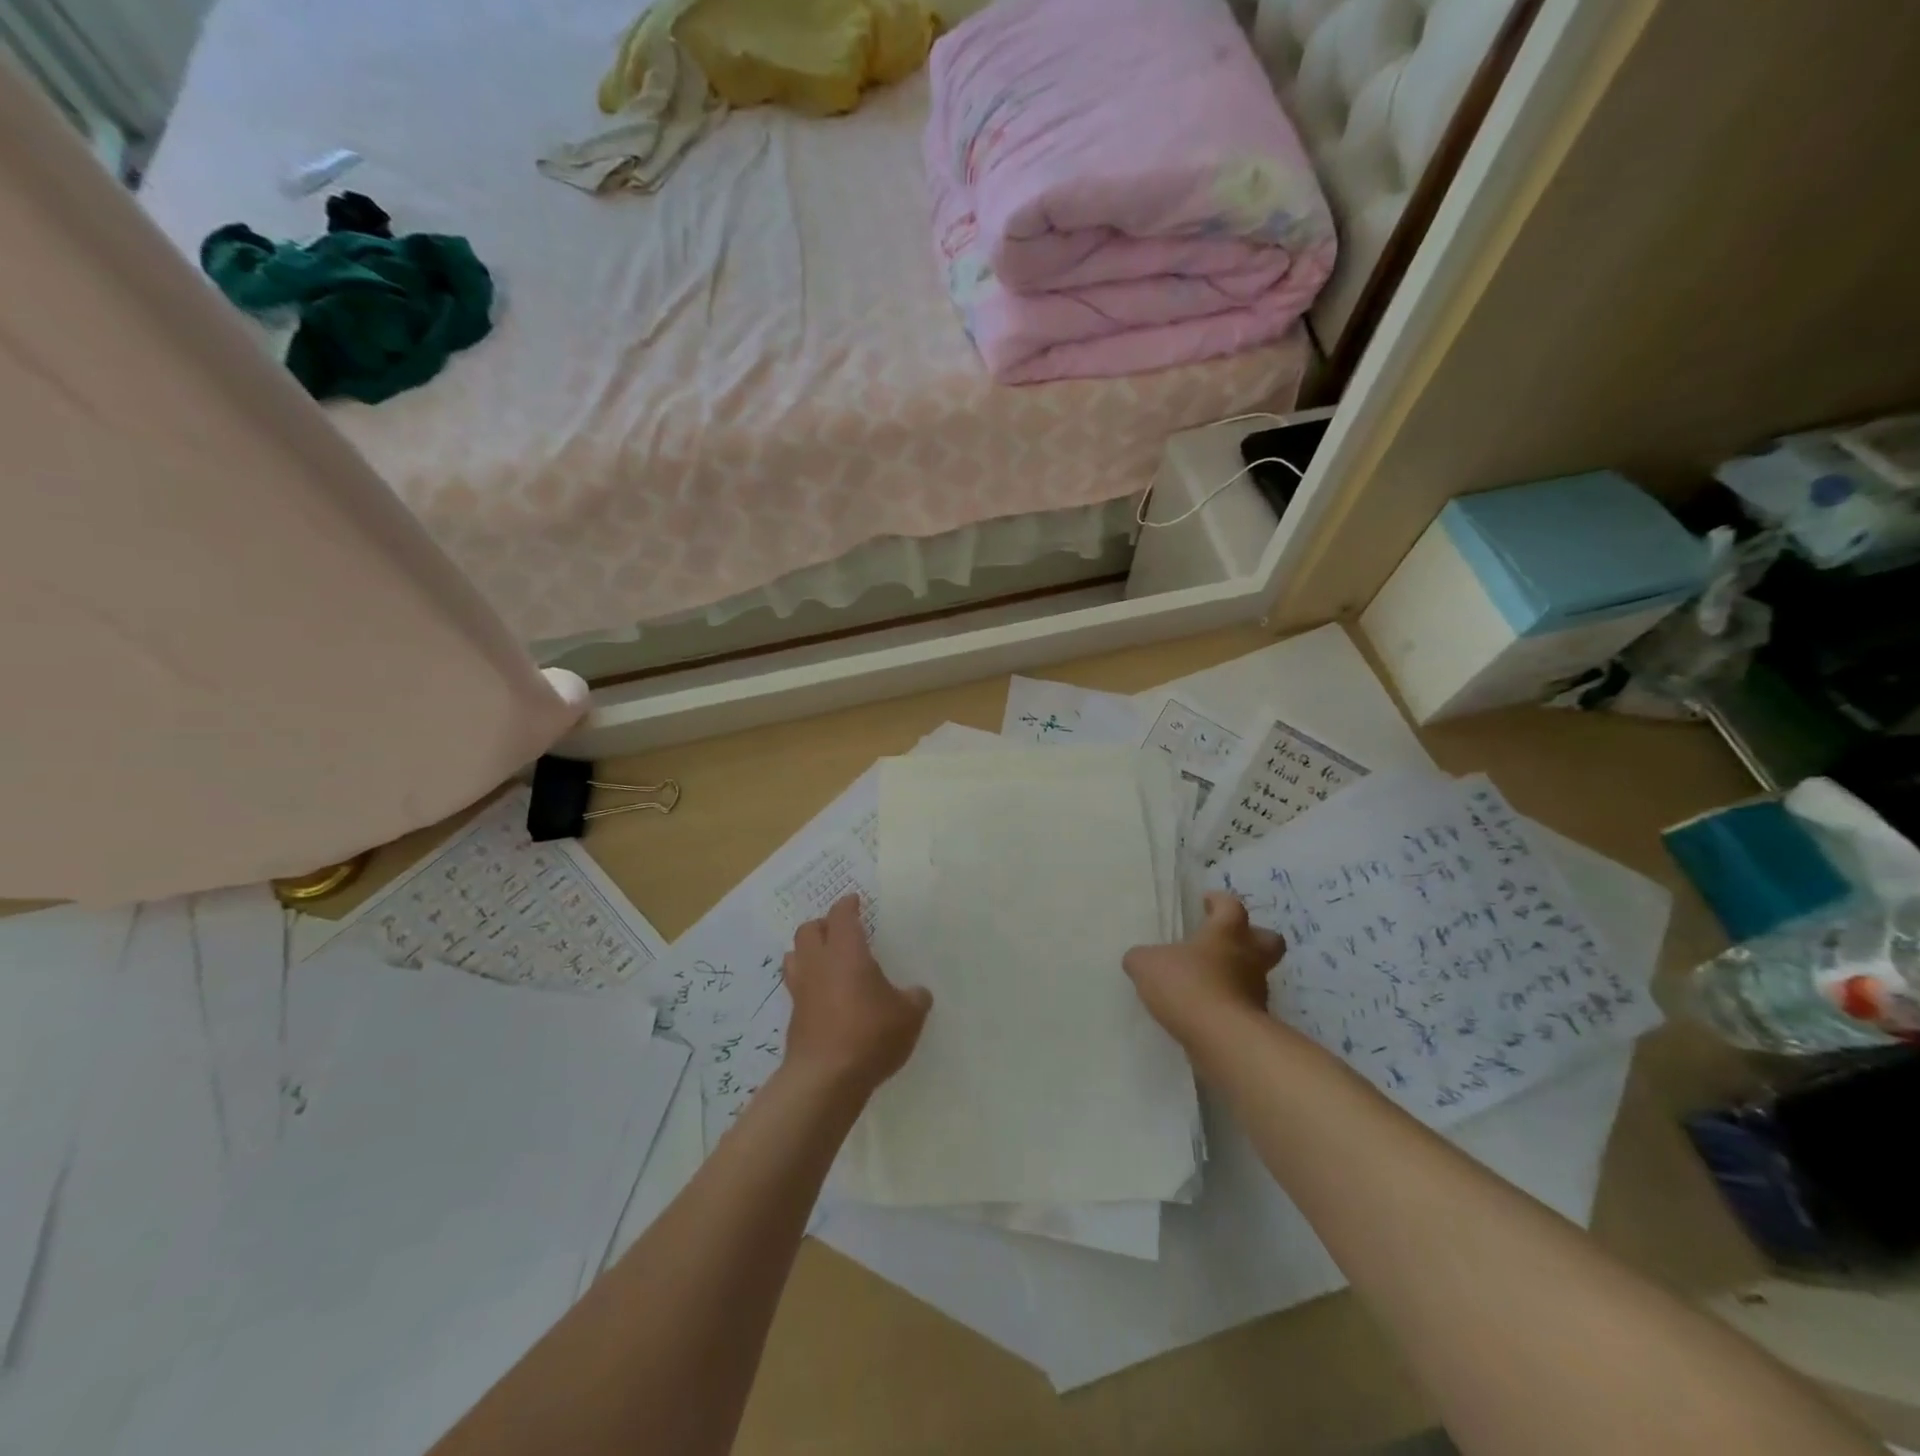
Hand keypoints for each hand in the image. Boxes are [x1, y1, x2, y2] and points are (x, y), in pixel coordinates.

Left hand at [782, 894, 931, 1095]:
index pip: (841, 915)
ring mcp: (800, 991)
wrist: (825, 1079)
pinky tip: (825, 998)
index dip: (847, 905)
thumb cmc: (870, 1034)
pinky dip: (808, 985)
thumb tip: (917, 993)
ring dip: (808, 953)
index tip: (855, 901)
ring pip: (794, 956)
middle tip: (840, 931)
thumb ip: (914, 998)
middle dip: (823, 925)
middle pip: (808, 930)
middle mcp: (818, 964)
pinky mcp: (793, 1018)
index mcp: (846, 951)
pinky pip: (797, 988)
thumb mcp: (908, 1015)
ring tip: (826, 961)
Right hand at [1123, 892, 1285, 1044]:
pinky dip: (1228, 1006)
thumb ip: (1141, 958)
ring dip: (1237, 976)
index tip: (1207, 901)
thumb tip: (1138, 959)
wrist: (1222, 1039)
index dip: (1220, 901)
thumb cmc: (1187, 986)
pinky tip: (1204, 1013)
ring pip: (1255, 975)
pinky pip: (1244, 1007)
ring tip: (1206, 984)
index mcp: (1227, 933)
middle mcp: (1249, 958)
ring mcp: (1257, 993)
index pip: (1231, 906)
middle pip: (1268, 940)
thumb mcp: (1147, 965)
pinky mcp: (1256, 1024)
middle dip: (1252, 937)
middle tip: (1226, 942)